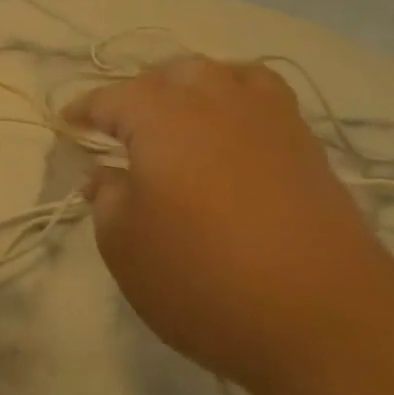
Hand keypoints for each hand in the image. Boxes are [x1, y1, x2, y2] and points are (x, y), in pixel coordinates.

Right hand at [65, 57, 393, 387]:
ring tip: (181, 119)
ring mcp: (268, 119)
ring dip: (193, 88)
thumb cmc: (203, 278)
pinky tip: (233, 138)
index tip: (67, 126)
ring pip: (223, 75)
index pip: (110, 99)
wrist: (326, 319)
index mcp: (160, 115)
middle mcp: (214, 99)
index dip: (83, 112)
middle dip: (139, 93)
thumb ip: (106, 198)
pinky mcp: (307, 147)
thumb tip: (106, 174)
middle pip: (170, 74)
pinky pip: (264, 100)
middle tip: (123, 130)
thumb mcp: (124, 245)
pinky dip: (239, 103)